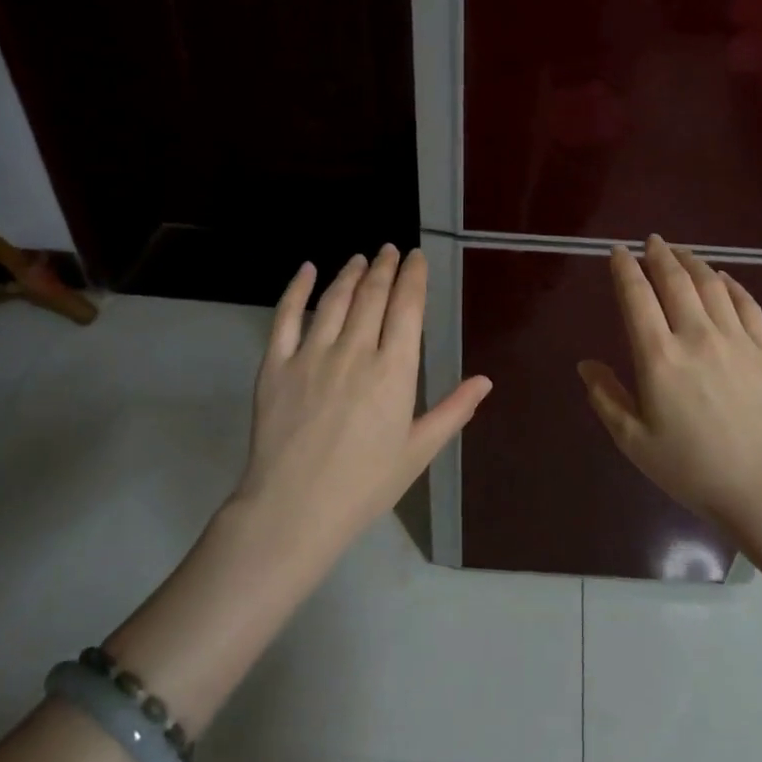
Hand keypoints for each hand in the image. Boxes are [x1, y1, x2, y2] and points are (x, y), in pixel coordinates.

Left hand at [236, 246, 491, 556]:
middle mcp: (354, 352)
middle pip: (372, 295)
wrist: (294, 511)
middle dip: (384, 267)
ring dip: (350, 273)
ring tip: (360, 258)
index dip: (413, 277)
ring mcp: (311, 355)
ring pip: (334, 299)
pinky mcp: (275, 365)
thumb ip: (452, 411)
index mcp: (393, 371)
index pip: (407, 308)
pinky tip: (306, 270)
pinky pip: (285, 317)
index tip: (417, 257)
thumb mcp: (417, 451)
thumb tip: (485, 381)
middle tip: (390, 250)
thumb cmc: (364, 485)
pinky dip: (297, 289)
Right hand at [578, 236, 761, 532]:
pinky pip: (746, 303)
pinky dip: (730, 284)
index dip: (625, 269)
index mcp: (659, 357)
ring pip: (711, 284)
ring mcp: (737, 339)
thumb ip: (607, 397)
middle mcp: (696, 336)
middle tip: (651, 242)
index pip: (637, 297)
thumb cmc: (691, 468)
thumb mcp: (634, 441)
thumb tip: (586, 364)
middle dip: (659, 255)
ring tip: (680, 252)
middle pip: (675, 281)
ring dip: (692, 262)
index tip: (618, 252)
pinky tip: (722, 278)